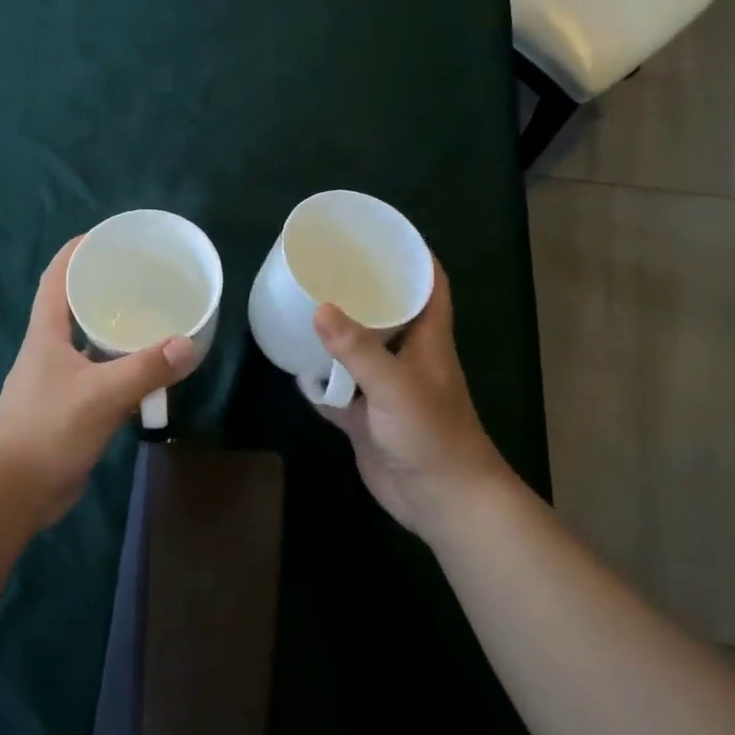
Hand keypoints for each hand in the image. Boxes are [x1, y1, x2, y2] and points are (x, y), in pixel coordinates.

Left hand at [0, 236, 199, 528]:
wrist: (13, 492)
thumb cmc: (48, 430)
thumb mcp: (101, 395)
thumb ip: (145, 369)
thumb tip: (187, 343)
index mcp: (46, 333)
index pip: (56, 277)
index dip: (76, 251)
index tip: (106, 235)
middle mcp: (50, 349)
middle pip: (76, 306)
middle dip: (105, 287)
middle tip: (144, 277)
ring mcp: (59, 380)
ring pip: (91, 343)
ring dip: (117, 330)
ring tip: (154, 317)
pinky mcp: (70, 407)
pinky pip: (101, 376)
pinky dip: (123, 369)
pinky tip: (149, 371)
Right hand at [312, 257, 517, 538]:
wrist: (440, 500)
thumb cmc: (432, 434)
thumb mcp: (396, 386)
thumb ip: (358, 350)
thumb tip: (320, 308)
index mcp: (427, 339)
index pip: (429, 285)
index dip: (414, 256)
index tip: (382, 233)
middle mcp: (407, 358)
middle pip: (387, 313)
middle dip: (362, 290)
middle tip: (326, 267)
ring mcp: (385, 389)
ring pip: (359, 352)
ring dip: (336, 335)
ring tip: (302, 306)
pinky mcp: (367, 417)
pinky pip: (339, 391)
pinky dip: (320, 382)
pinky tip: (294, 367)